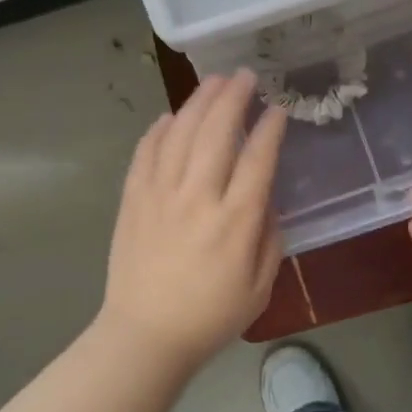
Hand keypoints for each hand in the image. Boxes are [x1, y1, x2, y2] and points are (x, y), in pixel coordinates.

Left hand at [98, 71, 288, 368]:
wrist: (145, 335)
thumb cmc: (210, 317)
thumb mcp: (260, 286)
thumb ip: (269, 237)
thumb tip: (265, 198)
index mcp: (235, 220)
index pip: (258, 158)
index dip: (270, 128)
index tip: (278, 108)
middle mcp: (198, 197)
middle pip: (217, 131)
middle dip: (234, 97)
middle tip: (245, 75)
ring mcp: (160, 194)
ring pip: (181, 132)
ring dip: (199, 101)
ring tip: (214, 81)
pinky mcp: (133, 198)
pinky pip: (146, 151)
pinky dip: (159, 129)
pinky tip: (171, 116)